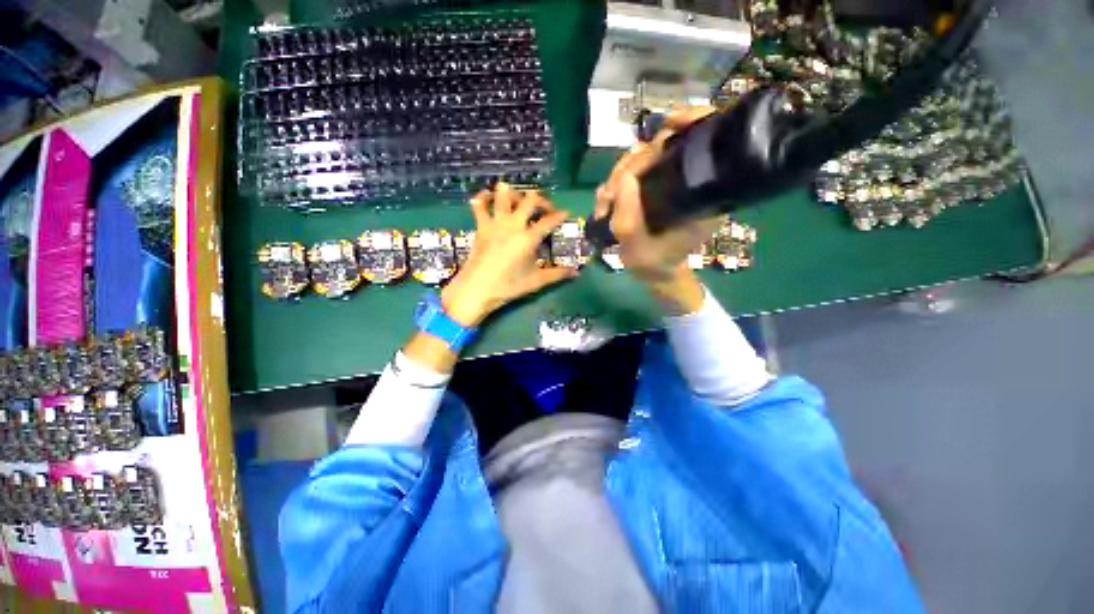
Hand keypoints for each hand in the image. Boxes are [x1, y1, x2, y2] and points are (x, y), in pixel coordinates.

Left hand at [441, 184, 577, 325]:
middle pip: (530, 200)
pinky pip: (479, 205)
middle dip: (541, 200)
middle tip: (546, 208)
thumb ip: (557, 274)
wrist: (477, 289)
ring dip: (514, 193)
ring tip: (520, 200)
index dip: (560, 215)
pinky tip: (488, 197)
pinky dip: (483, 198)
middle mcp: (513, 224)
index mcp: (528, 238)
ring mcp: (495, 223)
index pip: (549, 220)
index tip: (566, 213)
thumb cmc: (508, 286)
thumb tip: (576, 272)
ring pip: (504, 194)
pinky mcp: (481, 225)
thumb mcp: (536, 281)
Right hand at [594, 106, 725, 284]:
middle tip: (609, 195)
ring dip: (618, 175)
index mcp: (702, 194)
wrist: (657, 272)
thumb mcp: (639, 249)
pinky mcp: (654, 186)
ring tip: (604, 201)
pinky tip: (606, 199)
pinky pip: (634, 172)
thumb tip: (622, 180)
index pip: (703, 143)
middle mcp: (689, 182)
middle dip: (630, 166)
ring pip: (644, 158)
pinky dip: (617, 181)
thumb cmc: (655, 263)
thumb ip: (628, 220)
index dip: (688, 123)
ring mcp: (669, 182)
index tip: (665, 125)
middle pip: (663, 146)